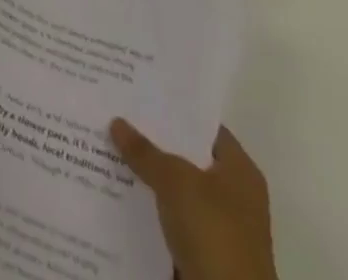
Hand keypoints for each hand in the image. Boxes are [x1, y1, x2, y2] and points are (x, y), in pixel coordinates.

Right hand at [110, 119, 277, 279]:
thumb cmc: (214, 234)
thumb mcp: (176, 182)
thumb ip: (145, 151)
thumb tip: (116, 122)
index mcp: (240, 171)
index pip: (203, 126)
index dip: (173, 109)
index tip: (140, 92)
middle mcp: (233, 196)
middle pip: (186, 158)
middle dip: (153, 141)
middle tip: (117, 114)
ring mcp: (217, 228)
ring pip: (174, 191)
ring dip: (147, 177)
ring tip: (107, 148)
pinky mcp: (201, 255)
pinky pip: (169, 220)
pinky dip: (148, 209)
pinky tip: (116, 190)